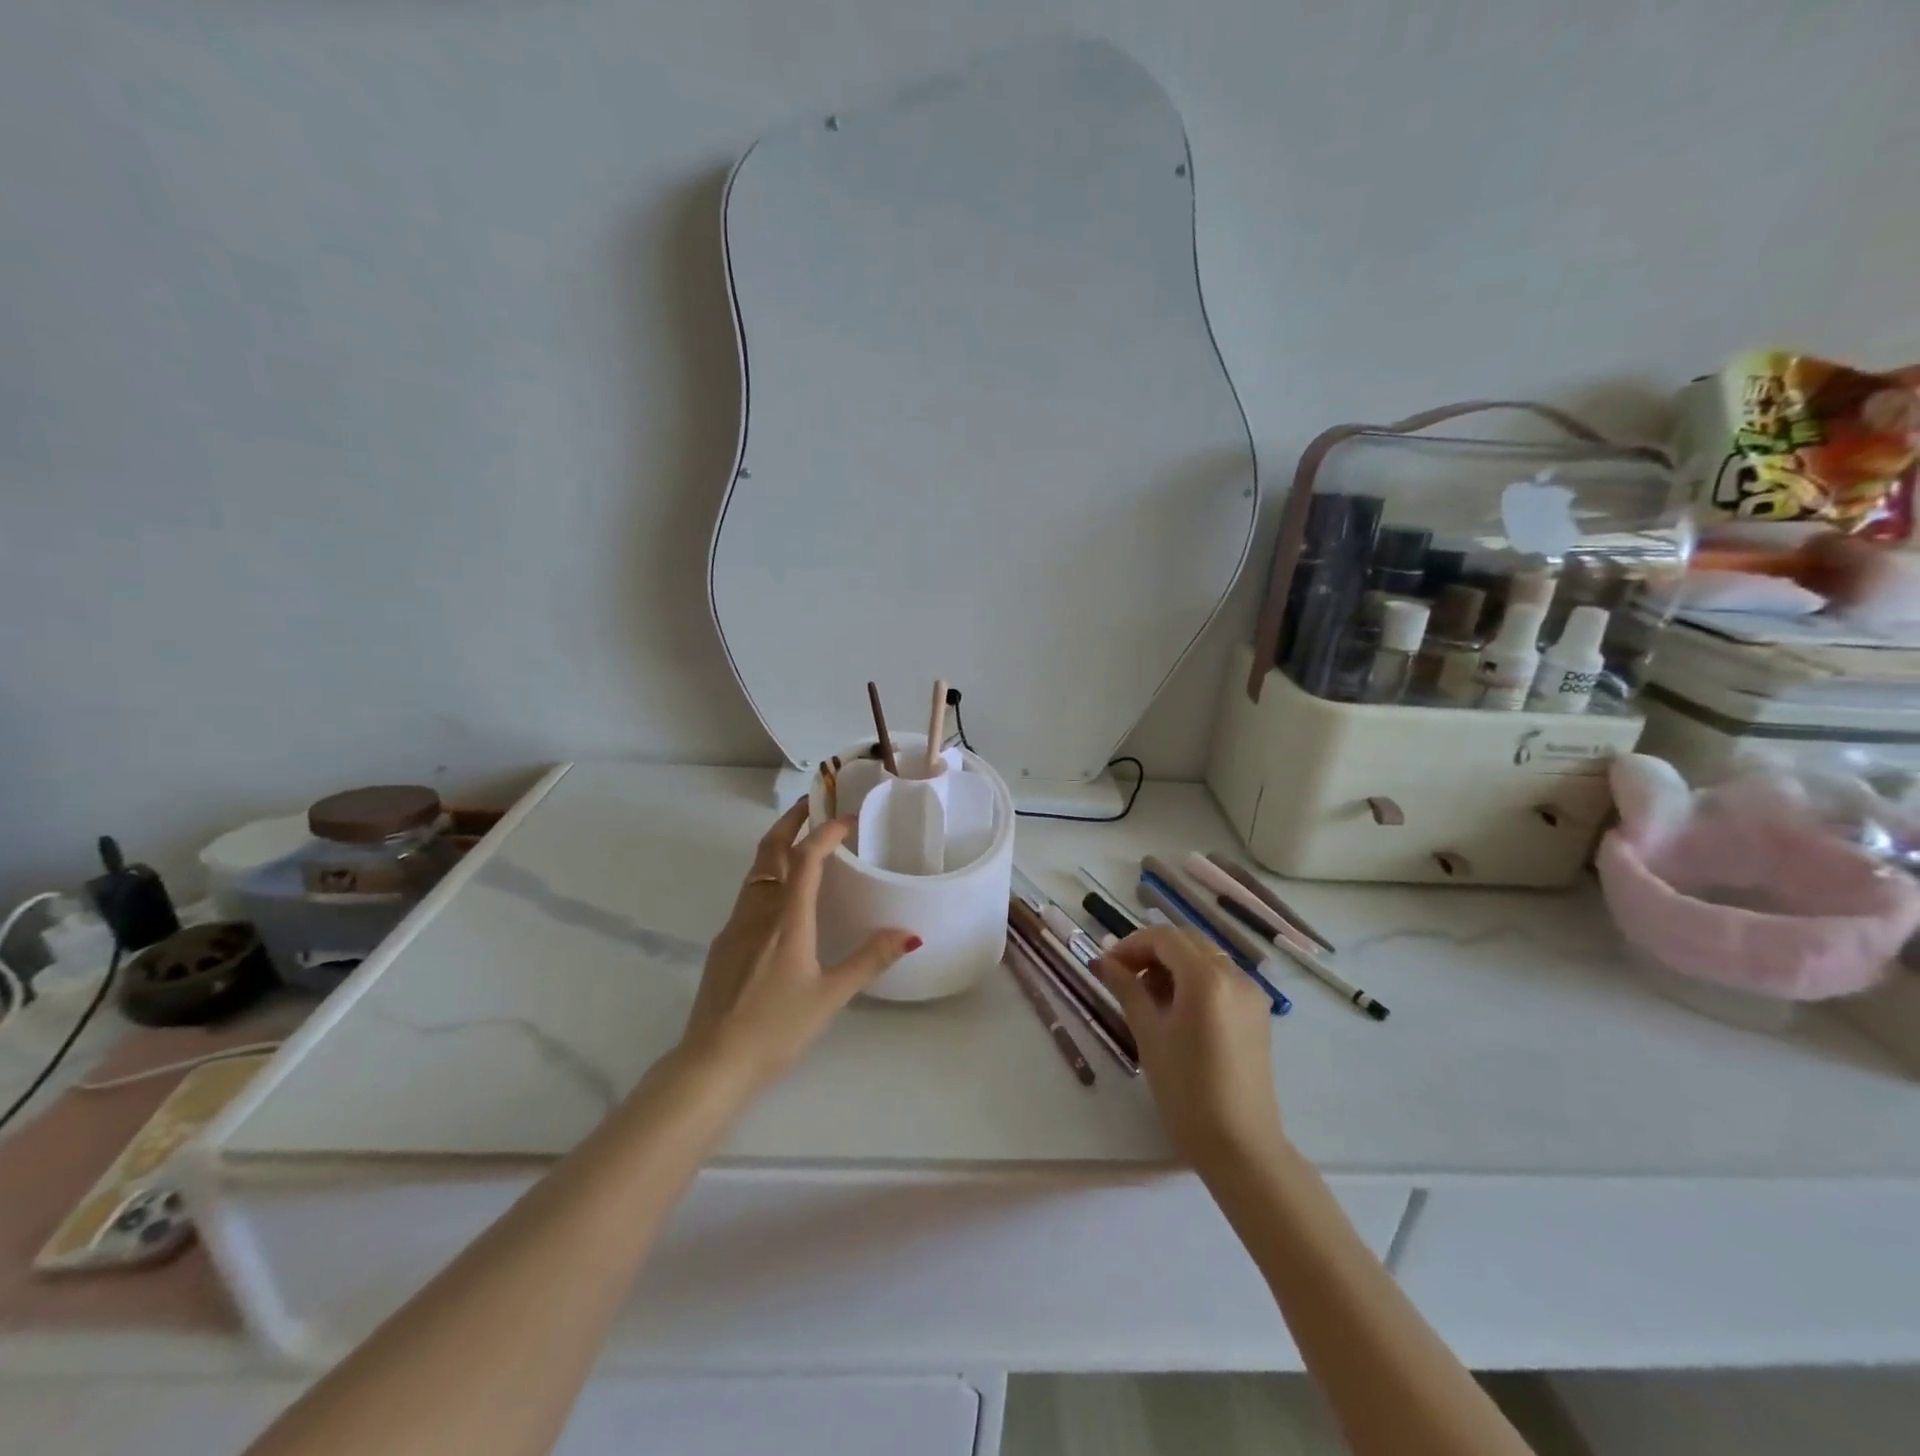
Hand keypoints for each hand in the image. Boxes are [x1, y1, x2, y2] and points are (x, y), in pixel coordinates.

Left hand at [681, 800, 919, 1091]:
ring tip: (801, 843)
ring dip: (777, 847)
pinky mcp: (724, 945)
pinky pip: (748, 895)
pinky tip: (781, 898)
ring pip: (755, 871)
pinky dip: (768, 877)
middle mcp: (758, 912)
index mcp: (787, 919)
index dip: (826, 832)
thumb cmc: (776, 1028)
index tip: (847, 818)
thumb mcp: (831, 995)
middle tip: (813, 804)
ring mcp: (735, 927)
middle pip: (769, 851)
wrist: (712, 1063)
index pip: (805, 858)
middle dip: (790, 822)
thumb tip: (909, 934)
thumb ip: (869, 960)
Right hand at [1095, 924, 1283, 1168]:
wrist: (1241, 1147)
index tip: (1108, 966)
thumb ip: (1127, 989)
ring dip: (1173, 965)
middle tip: (1124, 977)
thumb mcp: (1149, 1034)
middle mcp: (1235, 975)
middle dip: (1152, 951)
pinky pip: (1221, 979)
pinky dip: (1194, 981)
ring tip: (1148, 998)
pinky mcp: (1257, 1014)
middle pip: (1187, 941)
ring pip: (1205, 958)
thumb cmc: (1186, 1091)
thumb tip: (1105, 962)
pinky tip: (1176, 1011)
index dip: (1131, 944)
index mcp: (1207, 978)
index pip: (1164, 938)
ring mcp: (1251, 994)